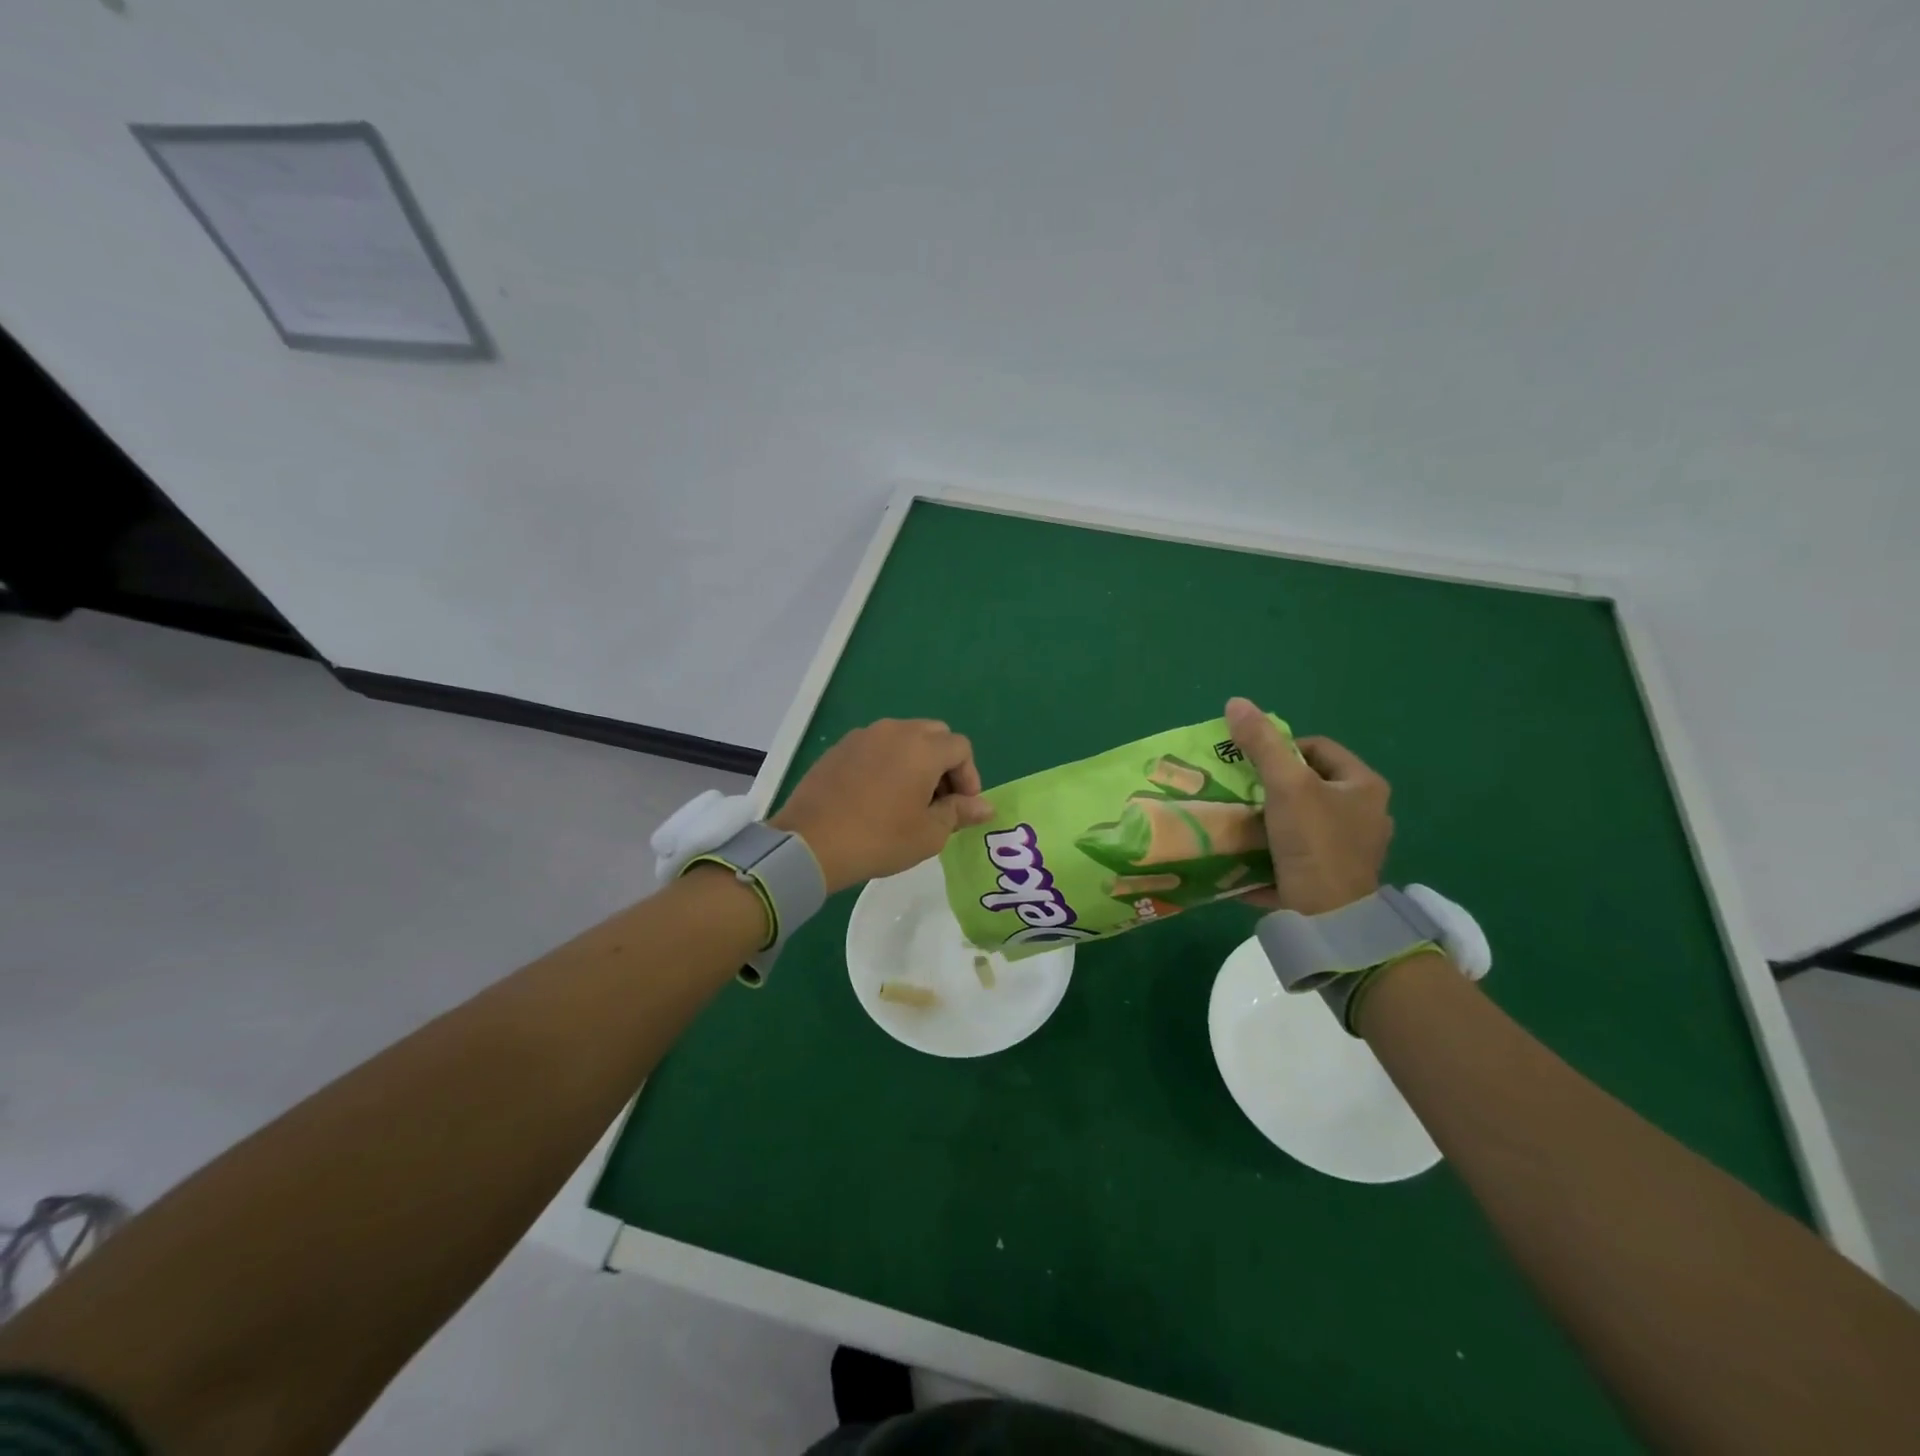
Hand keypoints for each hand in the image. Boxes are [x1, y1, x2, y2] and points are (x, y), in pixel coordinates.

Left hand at [771, 719, 994, 893]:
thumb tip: (986, 806)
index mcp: (923, 748)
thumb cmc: (879, 839)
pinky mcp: (839, 747)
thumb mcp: (929, 833)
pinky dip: (887, 762)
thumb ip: (960, 812)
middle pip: (934, 734)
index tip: (961, 807)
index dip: (969, 776)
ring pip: (903, 737)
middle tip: (938, 800)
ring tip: (907, 798)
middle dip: (944, 763)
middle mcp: (895, 731)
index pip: (961, 748)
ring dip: (915, 760)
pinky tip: (876, 795)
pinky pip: (875, 746)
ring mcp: (863, 736)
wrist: (811, 842)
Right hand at [1224, 697, 1392, 915]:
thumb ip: (1261, 744)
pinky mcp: (1332, 876)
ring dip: (1269, 819)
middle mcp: (1365, 814)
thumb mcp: (1286, 785)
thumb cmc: (1314, 843)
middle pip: (1308, 785)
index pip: (1318, 748)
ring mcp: (1350, 849)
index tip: (1250, 764)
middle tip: (1240, 790)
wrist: (1329, 918)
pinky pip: (1297, 852)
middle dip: (1270, 786)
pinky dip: (1273, 849)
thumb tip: (1236, 702)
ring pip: (1301, 820)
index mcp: (1365, 786)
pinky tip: (1248, 851)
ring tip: (1238, 819)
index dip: (1281, 748)